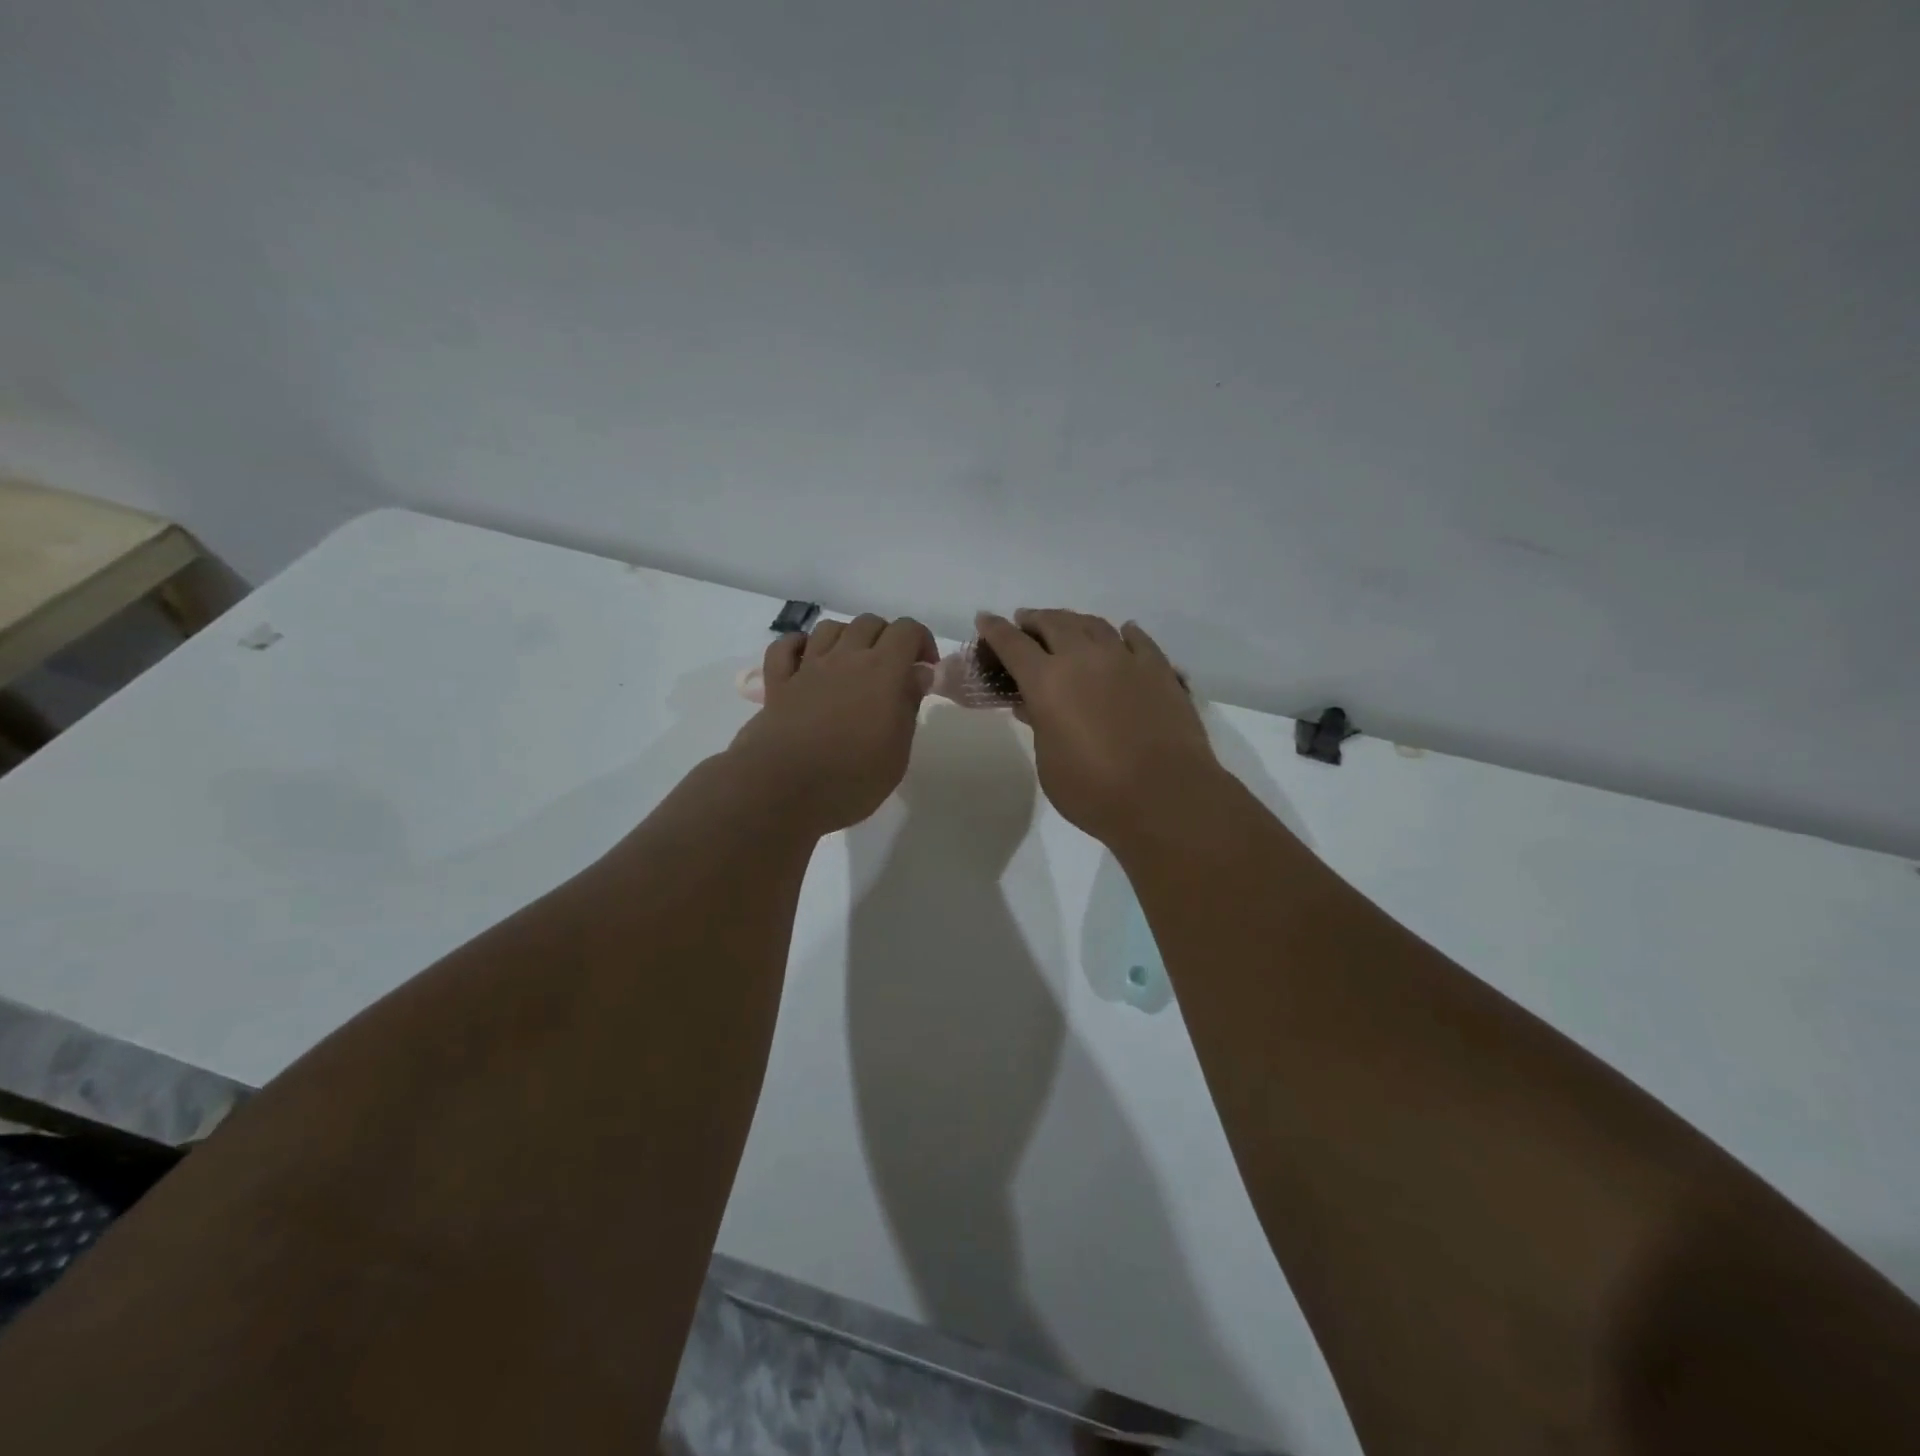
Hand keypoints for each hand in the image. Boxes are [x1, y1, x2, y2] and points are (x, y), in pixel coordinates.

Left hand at [727, 613, 937, 834]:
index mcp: (882, 671)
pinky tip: (807, 661)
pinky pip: (785, 647)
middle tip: (892, 672)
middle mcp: (845, 658)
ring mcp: (808, 667)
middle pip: (869, 623)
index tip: (924, 671)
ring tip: (852, 666)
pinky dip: (799, 646)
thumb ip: (908, 705)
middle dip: (886, 638)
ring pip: (829, 628)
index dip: (921, 642)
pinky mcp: (778, 683)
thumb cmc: (851, 778)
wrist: (783, 790)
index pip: (907, 630)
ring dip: (847, 638)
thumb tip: (918, 674)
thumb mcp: (897, 751)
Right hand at [974, 609, 1220, 847]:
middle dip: (1034, 619)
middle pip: (1054, 622)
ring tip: (1068, 627)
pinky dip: (1123, 633)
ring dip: (1074, 621)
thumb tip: (1033, 706)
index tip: (985, 619)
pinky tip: (1123, 633)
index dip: (995, 630)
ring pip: (1094, 624)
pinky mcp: (1159, 669)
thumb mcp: (1049, 763)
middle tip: (1026, 623)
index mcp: (1047, 682)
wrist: (1165, 797)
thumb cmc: (1094, 791)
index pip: (1012, 644)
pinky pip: (1137, 639)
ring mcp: (1125, 660)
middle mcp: (1083, 658)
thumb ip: (1039, 726)